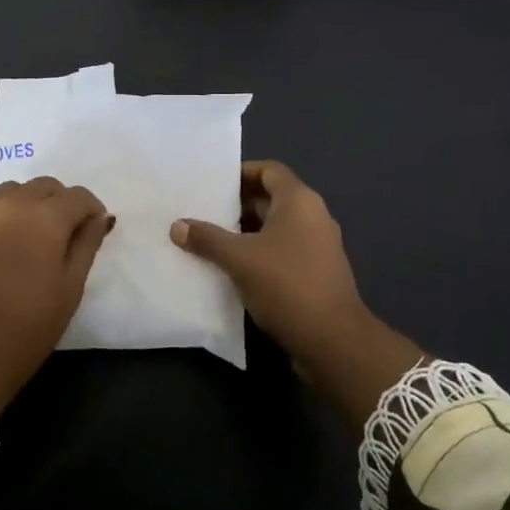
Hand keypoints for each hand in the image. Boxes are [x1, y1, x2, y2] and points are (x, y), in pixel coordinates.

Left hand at [0, 177, 113, 409]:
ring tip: (27, 238)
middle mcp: (7, 205)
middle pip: (42, 186)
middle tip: (63, 233)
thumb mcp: (69, 290)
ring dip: (25, 206)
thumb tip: (98, 218)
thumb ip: (86, 245)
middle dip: (59, 202)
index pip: (77, 196)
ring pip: (8, 193)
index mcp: (43, 218)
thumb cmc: (27, 328)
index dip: (91, 209)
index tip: (93, 228)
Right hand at [171, 160, 424, 424]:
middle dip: (238, 204)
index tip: (213, 183)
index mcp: (299, 201)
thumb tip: (177, 225)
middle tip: (204, 212)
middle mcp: (313, 216)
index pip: (269, 170)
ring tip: (211, 240)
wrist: (332, 339)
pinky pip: (283, 250)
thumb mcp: (239, 259)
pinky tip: (233, 268)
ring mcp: (318, 246)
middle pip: (272, 198)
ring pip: (276, 227)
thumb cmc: (286, 284)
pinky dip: (259, 253)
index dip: (242, 172)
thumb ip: (207, 238)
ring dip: (246, 232)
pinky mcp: (317, 272)